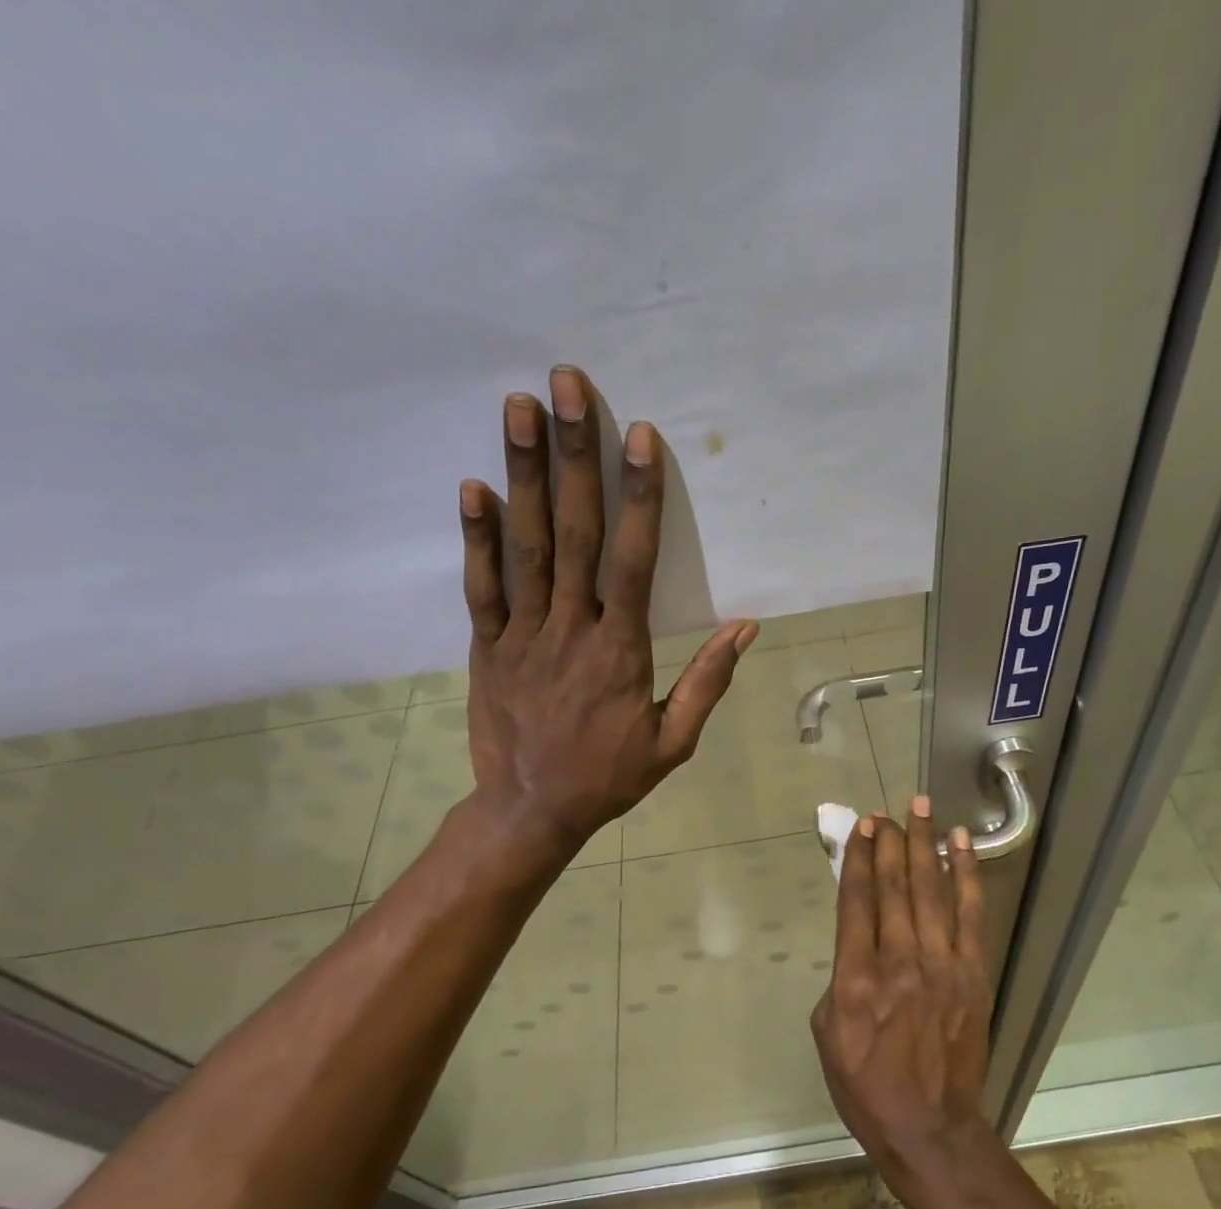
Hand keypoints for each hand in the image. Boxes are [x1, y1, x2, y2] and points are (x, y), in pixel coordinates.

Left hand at [459, 366, 756, 851]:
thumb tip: (746, 628)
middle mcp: (570, 629)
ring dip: (522, 474)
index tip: (638, 437)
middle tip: (566, 386)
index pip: (633, 562)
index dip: (638, 497)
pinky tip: (474, 486)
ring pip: (526, 546)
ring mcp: (522, 634)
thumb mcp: (674, 742)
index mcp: (620, 650)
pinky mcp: (487, 646)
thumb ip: (708, 682)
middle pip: (575, 533)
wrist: (531, 810)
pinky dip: (477, 537)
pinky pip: (482, 587)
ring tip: (517, 408)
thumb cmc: (609, 776)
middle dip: (573, 455)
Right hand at [811, 800, 998, 1206]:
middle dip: (890, 842)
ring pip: (931, 890)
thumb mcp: (827, 1032)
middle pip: (894, 886)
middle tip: (888, 812)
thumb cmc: (866, 1085)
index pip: (857, 900)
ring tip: (921, 808)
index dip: (858, 857)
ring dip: (925, 844)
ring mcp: (942, 965)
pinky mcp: (973, 974)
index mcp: (857, 977)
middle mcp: (899, 961)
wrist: (929, 1127)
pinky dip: (966, 875)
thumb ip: (840, 977)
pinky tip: (961, 845)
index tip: (860, 828)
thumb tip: (857, 940)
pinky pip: (971, 914)